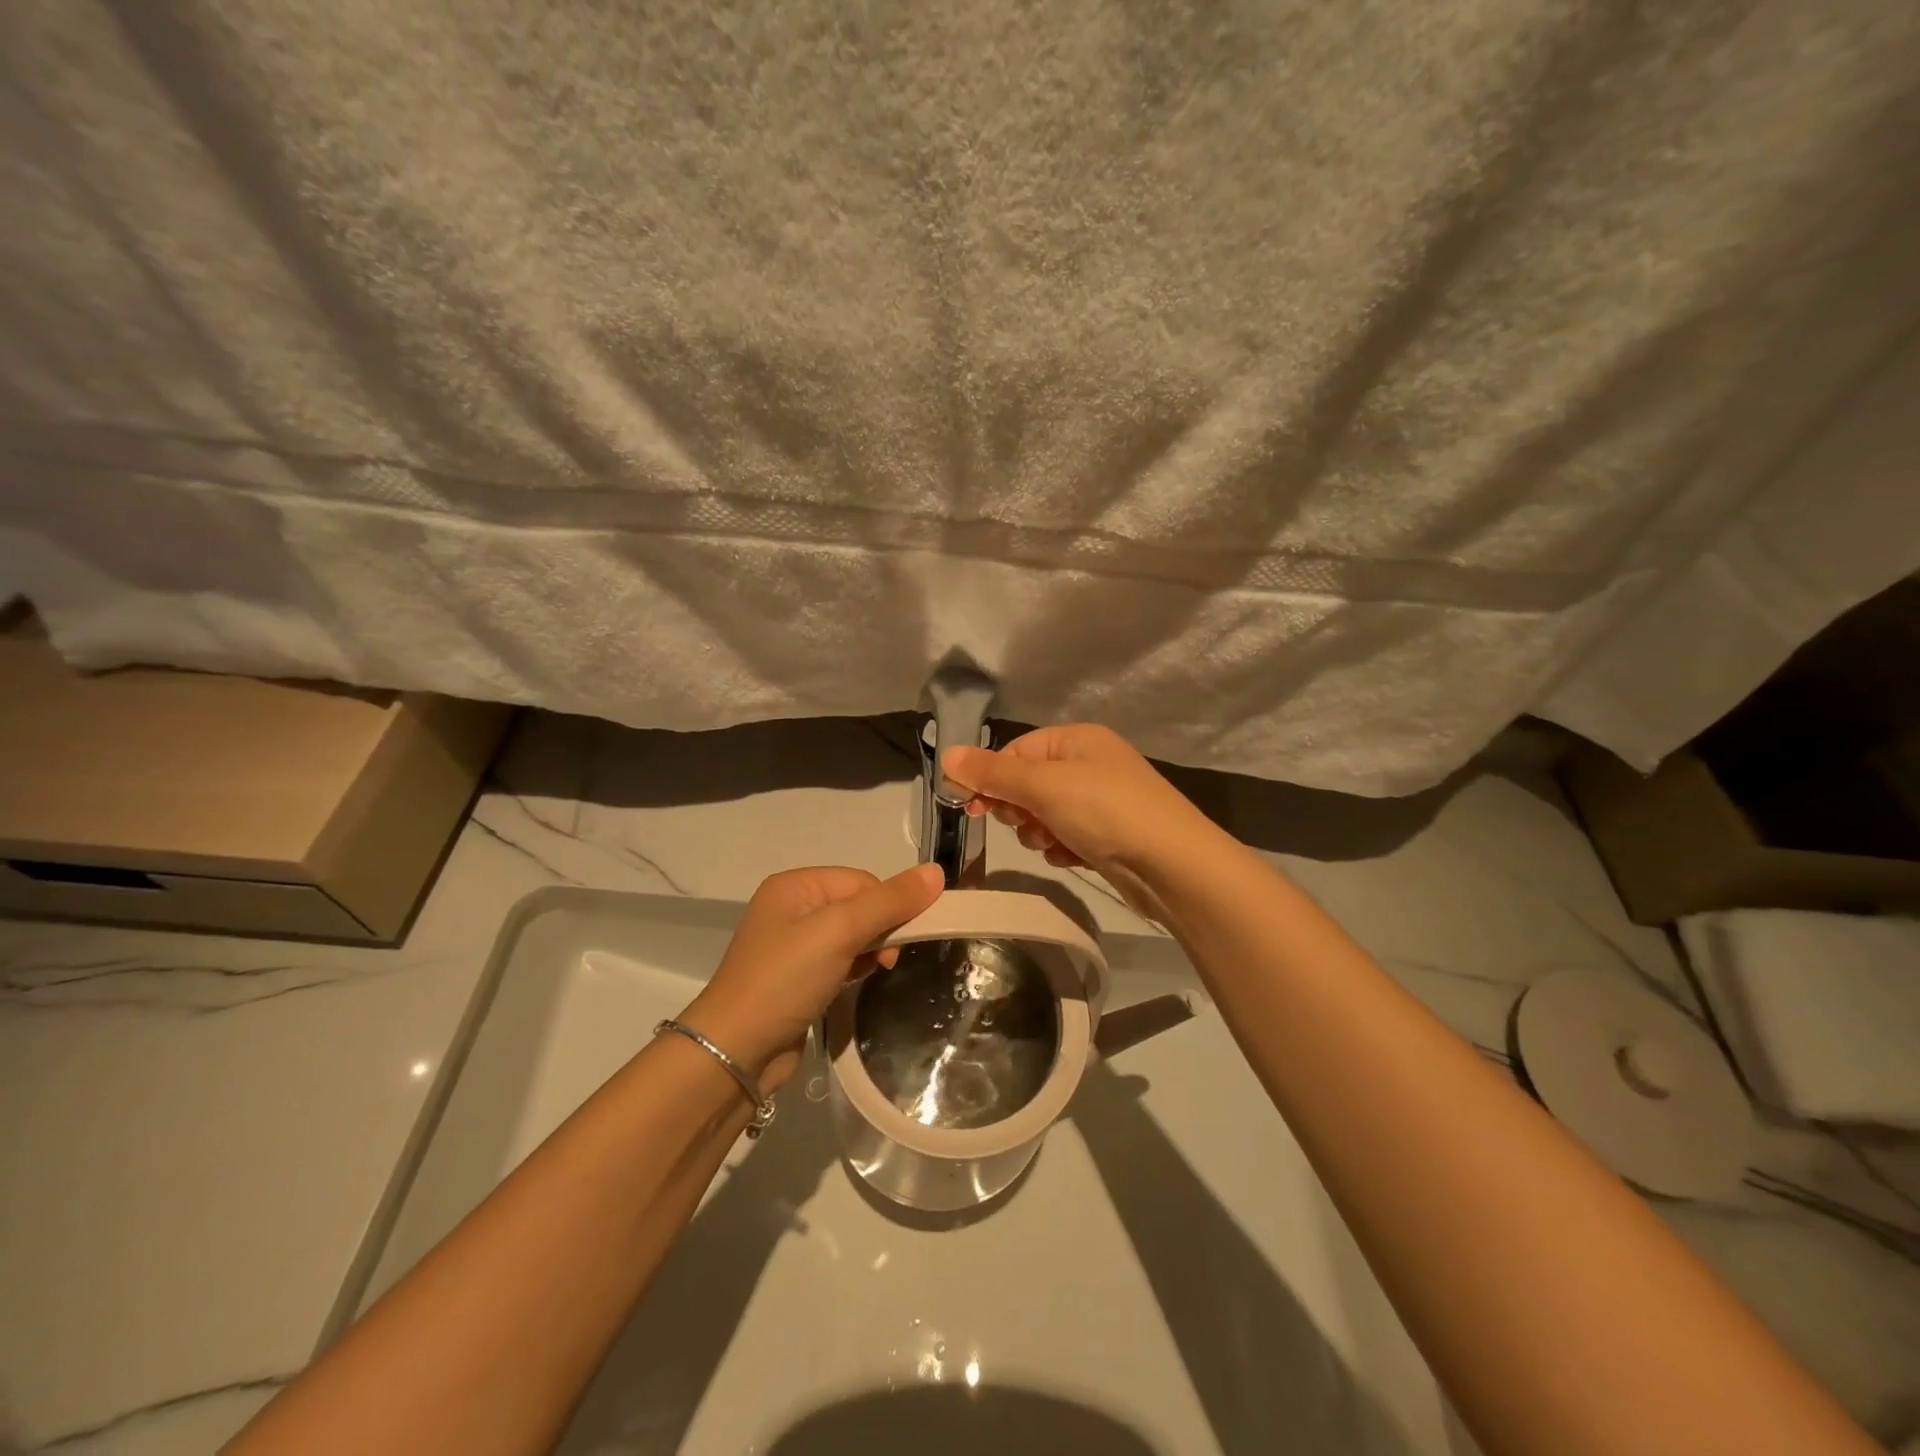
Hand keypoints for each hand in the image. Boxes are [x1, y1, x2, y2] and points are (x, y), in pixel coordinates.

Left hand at [678, 863, 941, 1089]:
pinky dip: (854, 969)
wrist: (735, 1052)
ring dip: (870, 951)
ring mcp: (791, 946)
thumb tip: (936, 871)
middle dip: (881, 929)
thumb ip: (889, 901)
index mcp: (795, 885)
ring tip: (874, 974)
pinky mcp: (796, 979)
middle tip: (888, 961)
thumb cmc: (786, 979)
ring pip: (851, 935)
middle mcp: (791, 908)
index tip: (900, 939)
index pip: (861, 880)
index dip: (887, 905)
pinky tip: (856, 985)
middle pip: (858, 905)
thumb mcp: (840, 931)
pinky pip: (838, 961)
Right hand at [943, 724, 1217, 920]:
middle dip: (1019, 808)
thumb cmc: (1105, 812)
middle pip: (1027, 783)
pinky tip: (1074, 857)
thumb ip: (993, 772)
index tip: (968, 807)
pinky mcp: (1108, 834)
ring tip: (1055, 843)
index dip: (990, 777)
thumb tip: (947, 753)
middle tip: (1029, 823)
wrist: (1173, 865)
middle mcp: (1089, 763)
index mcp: (1076, 740)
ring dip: (1040, 832)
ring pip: (1044, 814)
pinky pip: (1066, 835)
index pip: (1015, 751)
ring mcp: (1101, 800)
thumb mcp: (1043, 786)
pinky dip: (1063, 847)